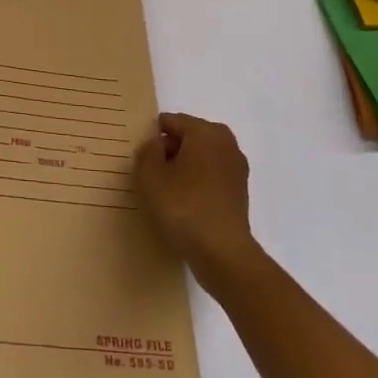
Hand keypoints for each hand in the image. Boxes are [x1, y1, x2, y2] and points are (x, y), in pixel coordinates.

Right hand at [135, 113, 260, 289]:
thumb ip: (147, 151)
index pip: (170, 122)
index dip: (151, 137)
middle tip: (148, 175)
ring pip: (199, 159)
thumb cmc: (184, 207)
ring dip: (182, 170)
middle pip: (186, 138)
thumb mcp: (151, 176)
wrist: (223, 255)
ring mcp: (236, 169)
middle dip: (167, 152)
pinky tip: (182, 206)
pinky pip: (209, 178)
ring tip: (163, 193)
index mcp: (205, 131)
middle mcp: (226, 143)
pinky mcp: (239, 193)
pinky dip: (196, 186)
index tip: (138, 157)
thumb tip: (154, 144)